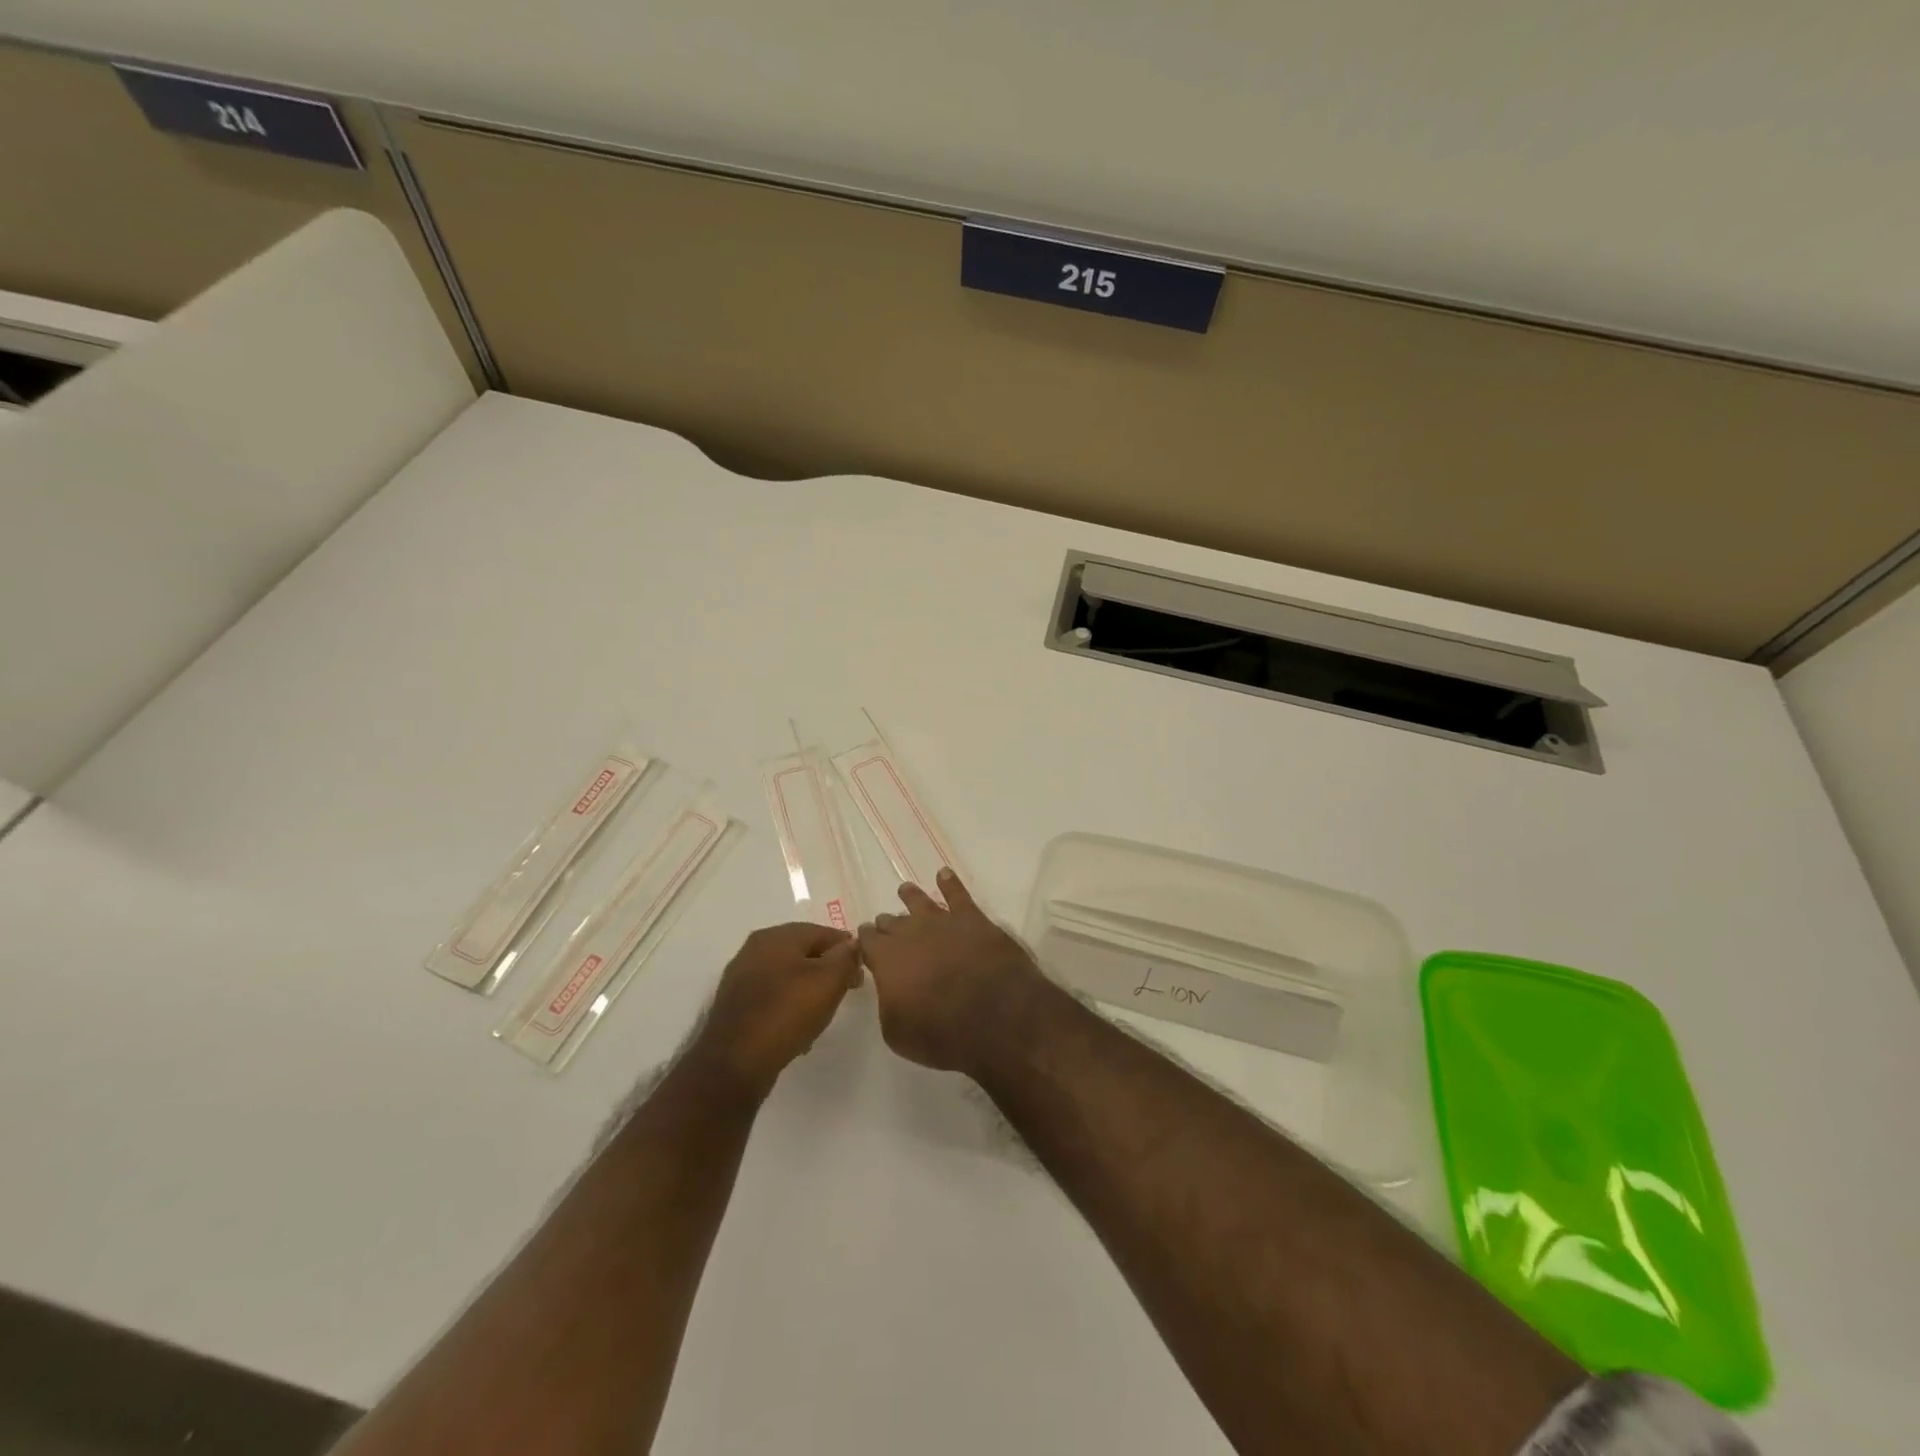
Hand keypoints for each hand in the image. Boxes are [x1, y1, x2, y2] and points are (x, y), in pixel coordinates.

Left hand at [691, 924, 862, 1095]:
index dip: (846, 948)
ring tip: (824, 1011)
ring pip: (787, 975)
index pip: (822, 932)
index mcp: (776, 936)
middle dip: (827, 968)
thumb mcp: (828, 981)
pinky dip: (789, 1006)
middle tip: (846, 988)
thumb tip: (851, 944)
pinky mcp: (735, 1005)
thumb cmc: (786, 1013)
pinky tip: (799, 1028)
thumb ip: (845, 957)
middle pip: (803, 951)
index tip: (861, 970)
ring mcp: (741, 977)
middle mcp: (755, 949)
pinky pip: (772, 997)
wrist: (734, 1063)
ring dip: (808, 988)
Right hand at [858, 868, 1045, 1074]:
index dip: (866, 942)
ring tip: (905, 890)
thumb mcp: (897, 1033)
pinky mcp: (973, 919)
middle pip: (892, 922)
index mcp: (886, 959)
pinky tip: (944, 874)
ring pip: (920, 902)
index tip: (865, 942)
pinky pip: (958, 894)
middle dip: (887, 924)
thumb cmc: (942, 1033)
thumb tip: (892, 989)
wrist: (996, 1016)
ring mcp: (943, 922)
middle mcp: (910, 933)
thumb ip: (888, 1004)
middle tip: (885, 925)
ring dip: (911, 897)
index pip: (868, 942)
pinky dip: (950, 882)